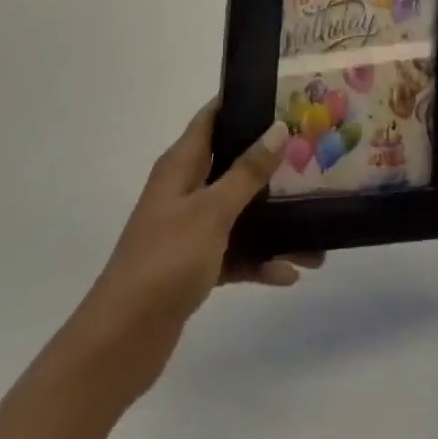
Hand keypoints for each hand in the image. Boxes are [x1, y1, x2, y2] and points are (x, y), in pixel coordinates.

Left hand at [56, 104, 320, 414]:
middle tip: (313, 154)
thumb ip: (247, 172)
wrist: (121, 342)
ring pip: (239, 212)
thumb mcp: (211, 211)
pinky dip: (260, 260)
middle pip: (233, 163)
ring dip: (273, 220)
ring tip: (316, 229)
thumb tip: (278, 128)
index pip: (212, 118)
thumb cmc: (165, 261)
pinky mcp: (195, 267)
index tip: (284, 95)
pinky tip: (290, 273)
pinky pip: (236, 252)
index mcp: (180, 166)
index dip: (242, 102)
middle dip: (271, 161)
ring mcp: (189, 230)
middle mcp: (184, 191)